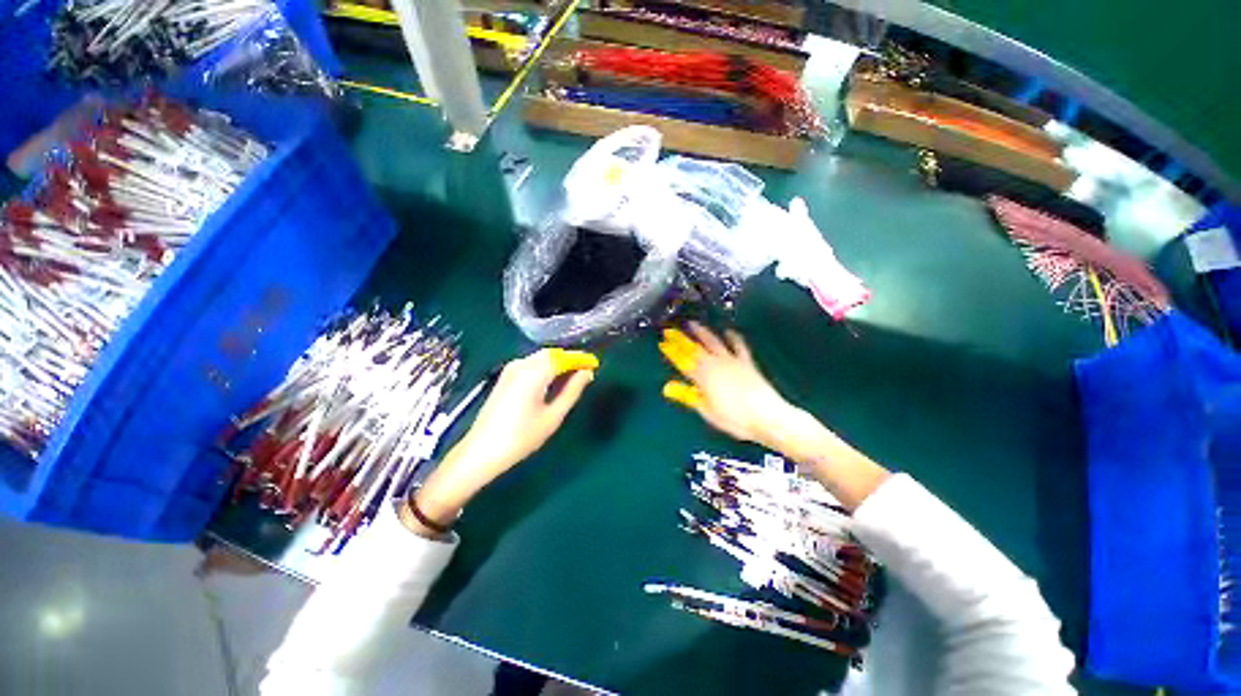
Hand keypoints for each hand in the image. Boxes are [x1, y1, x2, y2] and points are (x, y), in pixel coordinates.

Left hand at [408, 349, 596, 534]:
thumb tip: (587, 374)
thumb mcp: (553, 416)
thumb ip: (572, 391)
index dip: (581, 359)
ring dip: (558, 363)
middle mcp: (521, 364)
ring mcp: (511, 369)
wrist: (481, 452)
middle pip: (552, 354)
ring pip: (541, 358)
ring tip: (573, 378)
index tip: (596, 365)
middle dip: (570, 360)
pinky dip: (546, 368)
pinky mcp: (505, 377)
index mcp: (534, 372)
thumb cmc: (521, 437)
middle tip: (586, 372)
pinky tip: (552, 381)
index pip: (564, 357)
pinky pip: (531, 364)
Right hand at [659, 322, 798, 449]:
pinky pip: (738, 345)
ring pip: (713, 342)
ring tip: (692, 323)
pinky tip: (728, 331)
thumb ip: (688, 396)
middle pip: (694, 349)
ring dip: (702, 332)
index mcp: (703, 378)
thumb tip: (668, 387)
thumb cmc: (735, 419)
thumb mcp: (707, 411)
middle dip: (681, 338)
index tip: (663, 343)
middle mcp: (715, 365)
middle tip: (671, 330)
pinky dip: (733, 337)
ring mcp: (731, 361)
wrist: (768, 416)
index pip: (682, 361)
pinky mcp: (746, 362)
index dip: (672, 352)